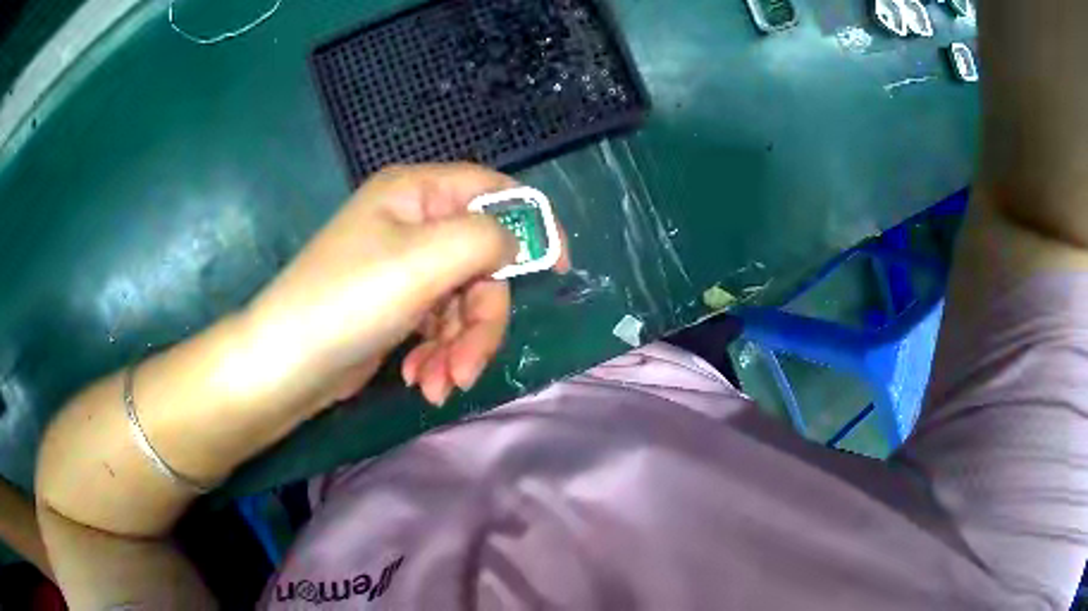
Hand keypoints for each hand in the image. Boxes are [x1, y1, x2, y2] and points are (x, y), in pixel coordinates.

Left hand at [243, 163, 568, 410]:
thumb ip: (487, 238)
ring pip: (465, 302)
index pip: (493, 191)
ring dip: (460, 347)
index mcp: (416, 193)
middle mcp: (413, 223)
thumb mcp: (424, 261)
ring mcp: (406, 268)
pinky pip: (441, 325)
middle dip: (481, 321)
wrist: (285, 365)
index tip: (558, 268)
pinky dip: (439, 355)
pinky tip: (420, 381)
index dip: (532, 224)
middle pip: (483, 262)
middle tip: (468, 367)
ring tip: (437, 385)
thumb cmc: (348, 301)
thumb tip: (519, 241)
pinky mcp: (399, 307)